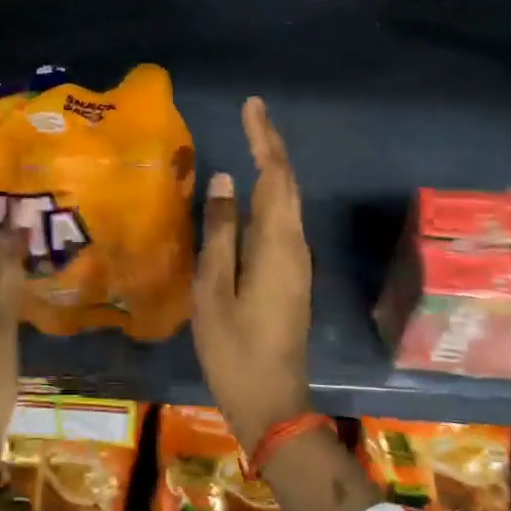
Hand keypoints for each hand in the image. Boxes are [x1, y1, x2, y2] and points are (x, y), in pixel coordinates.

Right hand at [191, 97, 313, 454]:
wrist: (272, 403)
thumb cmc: (234, 350)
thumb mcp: (214, 290)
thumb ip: (219, 233)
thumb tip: (222, 180)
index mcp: (277, 246)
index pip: (275, 178)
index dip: (264, 140)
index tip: (252, 106)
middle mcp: (295, 246)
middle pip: (287, 185)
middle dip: (271, 146)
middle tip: (251, 115)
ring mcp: (296, 263)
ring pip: (286, 203)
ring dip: (272, 169)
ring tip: (250, 143)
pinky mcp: (290, 277)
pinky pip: (281, 222)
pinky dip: (269, 196)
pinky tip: (249, 196)